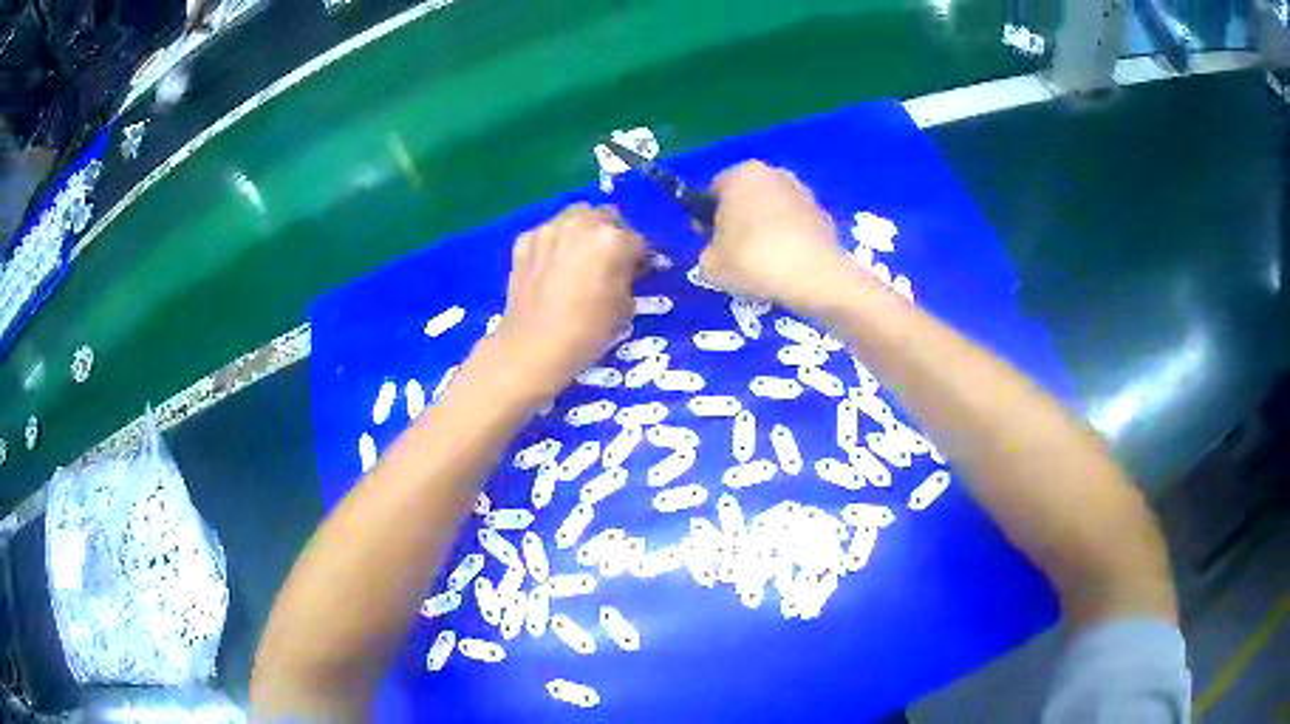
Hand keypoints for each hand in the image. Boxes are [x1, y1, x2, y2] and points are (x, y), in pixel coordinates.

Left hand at [486, 203, 644, 400]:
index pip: (638, 242)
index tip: (638, 273)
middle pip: (607, 218)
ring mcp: (549, 229)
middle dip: (613, 235)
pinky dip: (555, 242)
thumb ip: (628, 277)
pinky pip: (548, 232)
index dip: (641, 259)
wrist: (534, 346)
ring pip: (576, 217)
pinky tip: (552, 265)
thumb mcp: (625, 306)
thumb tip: (625, 270)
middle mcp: (582, 223)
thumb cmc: (588, 330)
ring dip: (584, 231)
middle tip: (610, 260)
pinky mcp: (525, 240)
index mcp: (613, 239)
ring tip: (580, 256)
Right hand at [700, 160, 847, 309]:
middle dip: (742, 220)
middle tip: (737, 253)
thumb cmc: (752, 260)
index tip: (710, 243)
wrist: (812, 277)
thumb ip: (708, 250)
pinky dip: (792, 241)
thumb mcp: (709, 263)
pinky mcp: (826, 217)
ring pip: (775, 211)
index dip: (708, 218)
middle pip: (748, 197)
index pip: (714, 192)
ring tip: (765, 263)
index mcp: (741, 174)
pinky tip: (788, 266)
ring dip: (768, 229)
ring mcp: (805, 193)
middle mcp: (775, 174)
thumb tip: (720, 252)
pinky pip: (798, 227)